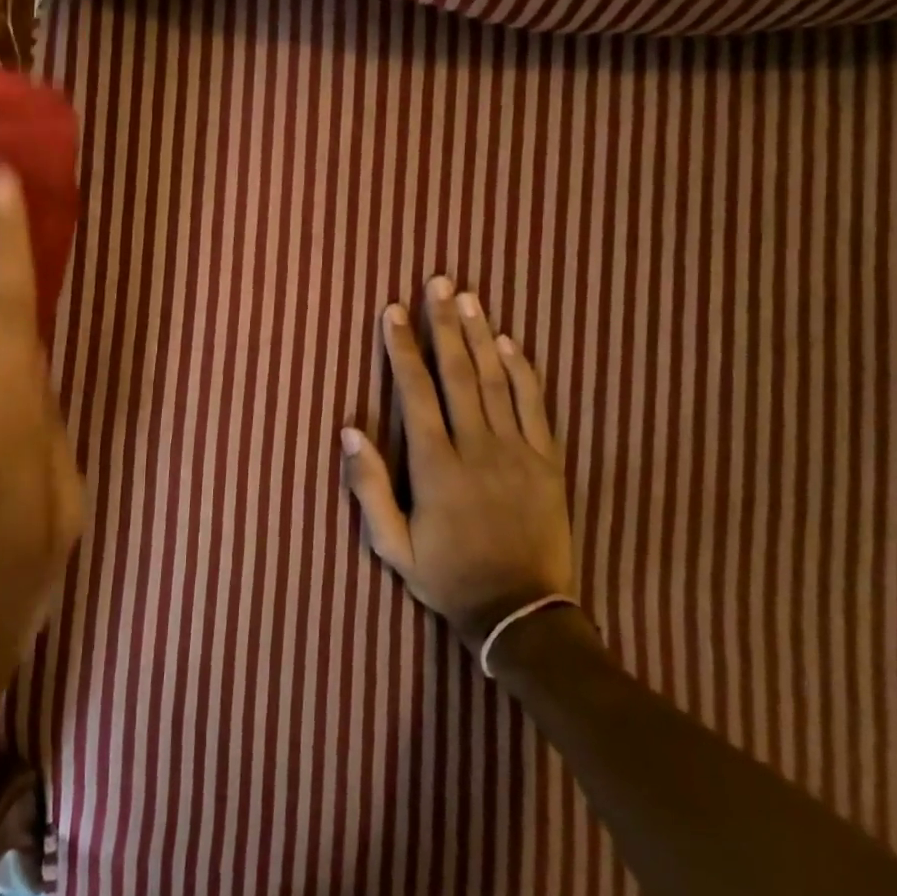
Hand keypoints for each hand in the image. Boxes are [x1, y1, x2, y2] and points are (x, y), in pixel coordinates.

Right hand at [341, 277, 577, 648]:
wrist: (521, 614)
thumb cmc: (448, 578)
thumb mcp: (393, 547)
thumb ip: (368, 489)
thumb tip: (349, 431)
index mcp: (435, 467)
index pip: (415, 393)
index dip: (401, 348)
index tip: (392, 311)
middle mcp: (476, 448)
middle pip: (458, 373)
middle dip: (444, 324)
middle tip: (437, 282)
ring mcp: (517, 453)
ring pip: (496, 381)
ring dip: (480, 334)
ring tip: (468, 296)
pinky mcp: (547, 462)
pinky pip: (534, 406)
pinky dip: (522, 371)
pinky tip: (510, 342)